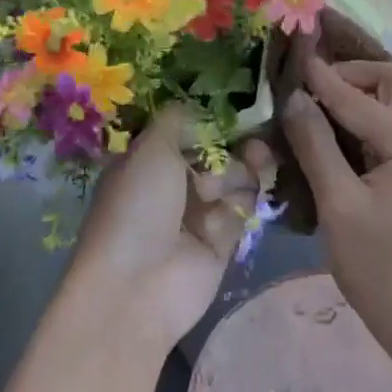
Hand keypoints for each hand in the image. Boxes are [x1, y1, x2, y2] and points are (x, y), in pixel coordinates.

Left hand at [66, 106, 274, 349]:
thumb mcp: (150, 149)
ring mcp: (199, 214)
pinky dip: (240, 205)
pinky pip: (242, 210)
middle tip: (254, 142)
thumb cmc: (137, 207)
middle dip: (235, 146)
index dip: (214, 122)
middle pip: (219, 154)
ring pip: (236, 179)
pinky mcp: (222, 241)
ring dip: (240, 173)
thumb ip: (178, 119)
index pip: (189, 132)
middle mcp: (174, 185)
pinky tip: (234, 206)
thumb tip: (199, 105)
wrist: (138, 286)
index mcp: (149, 162)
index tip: (240, 110)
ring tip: (236, 179)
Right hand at [279, 56, 391, 364]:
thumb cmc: (382, 270)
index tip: (290, 54)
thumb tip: (294, 98)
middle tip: (308, 85)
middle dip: (350, 74)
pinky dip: (365, 120)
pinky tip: (334, 135)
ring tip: (315, 104)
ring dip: (358, 95)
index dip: (319, 75)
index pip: (356, 95)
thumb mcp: (339, 206)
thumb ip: (315, 146)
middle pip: (390, 82)